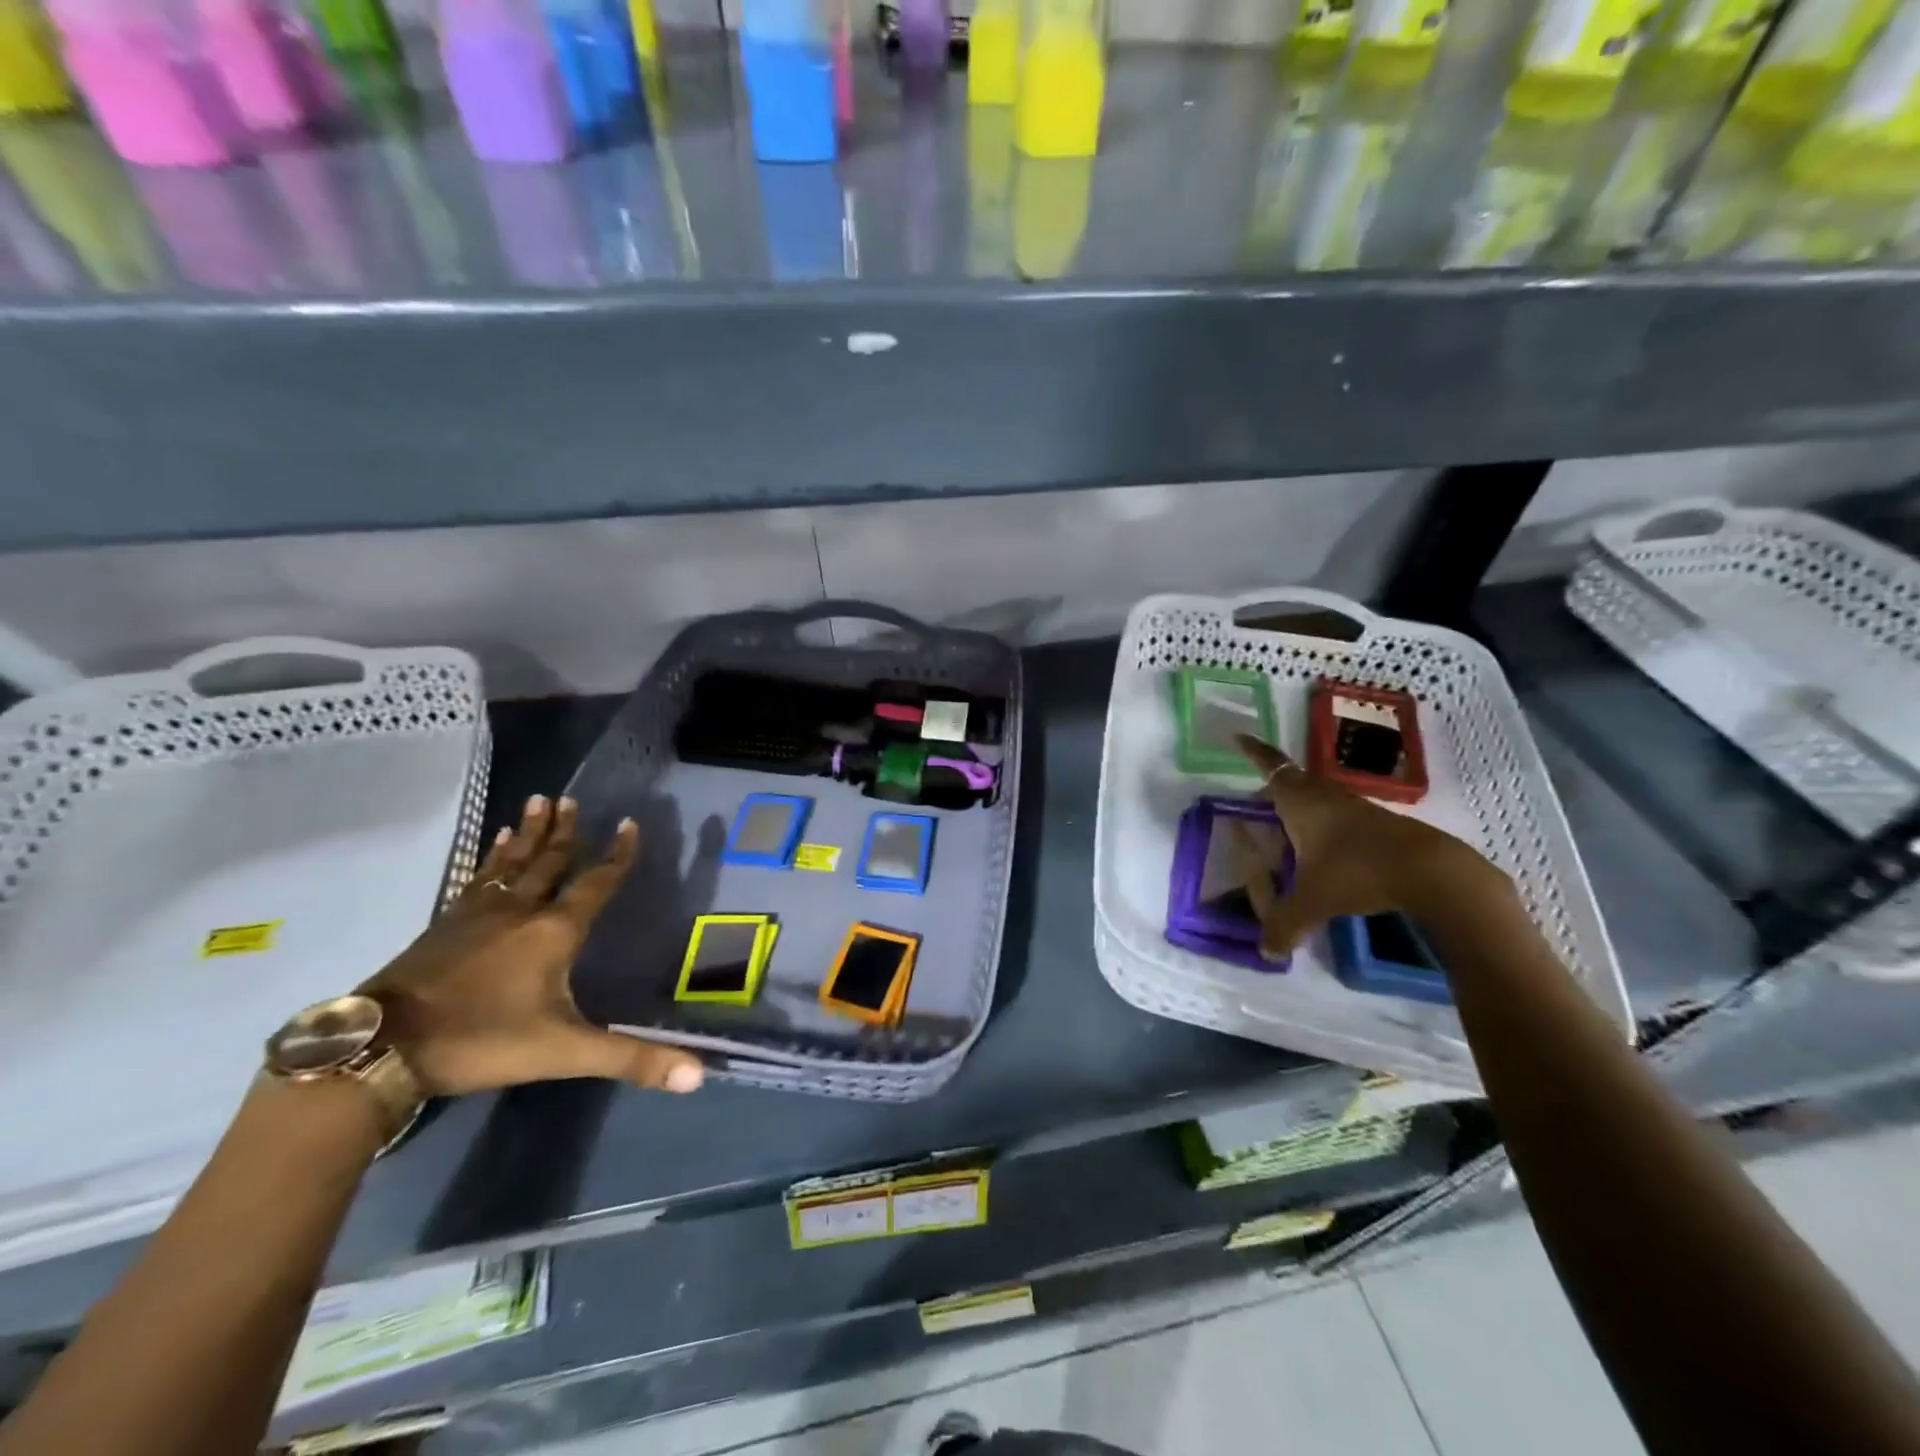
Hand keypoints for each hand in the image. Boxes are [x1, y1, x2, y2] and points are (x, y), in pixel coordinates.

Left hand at [362, 795, 704, 1097]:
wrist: (381, 1048)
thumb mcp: (566, 1052)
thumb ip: (632, 1060)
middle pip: (549, 861)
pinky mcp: (443, 924)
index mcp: (554, 932)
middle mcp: (520, 910)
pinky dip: (489, 857)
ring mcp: (477, 913)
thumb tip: (700, 1076)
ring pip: (511, 862)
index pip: (596, 882)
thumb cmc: (482, 1041)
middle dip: (565, 830)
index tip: (630, 823)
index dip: (617, 854)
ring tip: (538, 802)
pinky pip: (476, 878)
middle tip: (572, 797)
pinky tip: (491, 847)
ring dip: (529, 833)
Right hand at [1229, 734, 1499, 960]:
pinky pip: (1337, 816)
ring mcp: (1354, 808)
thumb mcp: (1313, 901)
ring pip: (1316, 799)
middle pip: (1292, 782)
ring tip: (1284, 833)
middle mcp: (1324, 796)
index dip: (1253, 752)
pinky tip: (1323, 853)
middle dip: (1271, 789)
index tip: (1237, 736)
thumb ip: (1284, 925)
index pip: (1270, 767)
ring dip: (1299, 809)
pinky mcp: (1377, 824)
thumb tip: (1266, 951)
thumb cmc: (1358, 871)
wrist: (1432, 872)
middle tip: (1254, 805)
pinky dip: (1322, 827)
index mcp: (1300, 802)